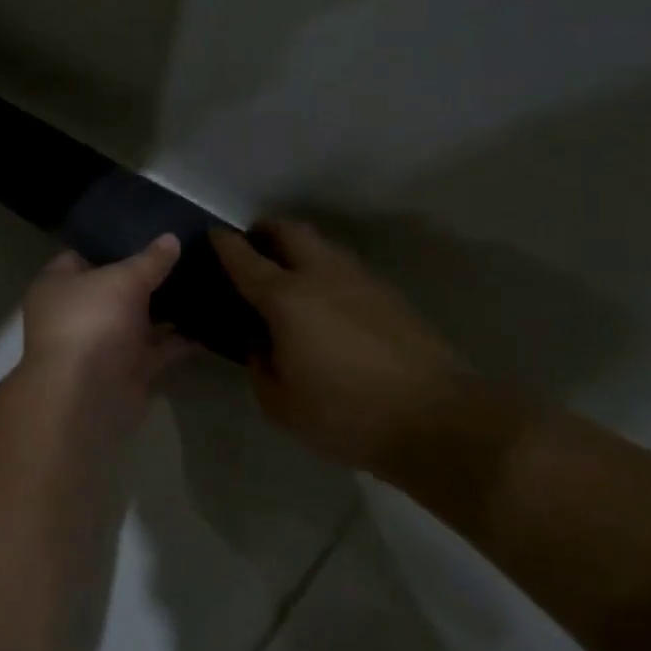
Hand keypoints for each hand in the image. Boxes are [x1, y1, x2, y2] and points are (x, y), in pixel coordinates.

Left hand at [17, 235, 193, 436]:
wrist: (86, 397)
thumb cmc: (91, 323)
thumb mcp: (122, 280)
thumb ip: (149, 261)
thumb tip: (171, 239)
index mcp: (59, 284)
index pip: (85, 254)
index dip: (114, 242)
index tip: (150, 230)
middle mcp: (79, 312)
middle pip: (116, 287)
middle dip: (148, 275)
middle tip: (187, 252)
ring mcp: (104, 342)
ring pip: (140, 318)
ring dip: (168, 307)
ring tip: (205, 280)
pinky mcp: (129, 369)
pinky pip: (159, 348)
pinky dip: (181, 338)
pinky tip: (211, 320)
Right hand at [211, 219, 472, 468]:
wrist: (437, 419)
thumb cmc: (346, 413)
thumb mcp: (280, 402)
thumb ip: (258, 363)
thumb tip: (260, 339)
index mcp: (286, 298)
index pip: (245, 258)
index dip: (224, 243)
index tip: (212, 234)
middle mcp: (321, 275)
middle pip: (289, 231)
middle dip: (265, 231)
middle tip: (252, 245)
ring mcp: (361, 280)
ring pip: (322, 245)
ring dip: (298, 247)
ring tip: (286, 272)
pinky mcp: (389, 294)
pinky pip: (344, 267)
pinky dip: (324, 269)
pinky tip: (324, 299)